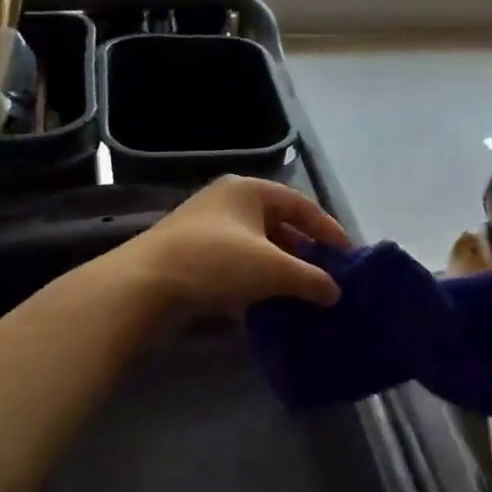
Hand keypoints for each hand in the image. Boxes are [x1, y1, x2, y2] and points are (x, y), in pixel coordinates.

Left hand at [121, 176, 350, 312]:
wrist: (143, 287)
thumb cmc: (215, 263)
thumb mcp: (273, 269)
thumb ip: (311, 278)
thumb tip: (335, 293)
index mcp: (249, 190)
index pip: (302, 205)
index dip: (329, 230)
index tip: (349, 256)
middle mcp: (228, 202)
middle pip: (280, 224)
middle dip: (306, 251)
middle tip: (327, 277)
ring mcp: (207, 228)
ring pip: (258, 245)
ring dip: (282, 268)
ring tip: (304, 293)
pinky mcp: (192, 255)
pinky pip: (238, 262)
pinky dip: (258, 279)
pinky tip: (270, 301)